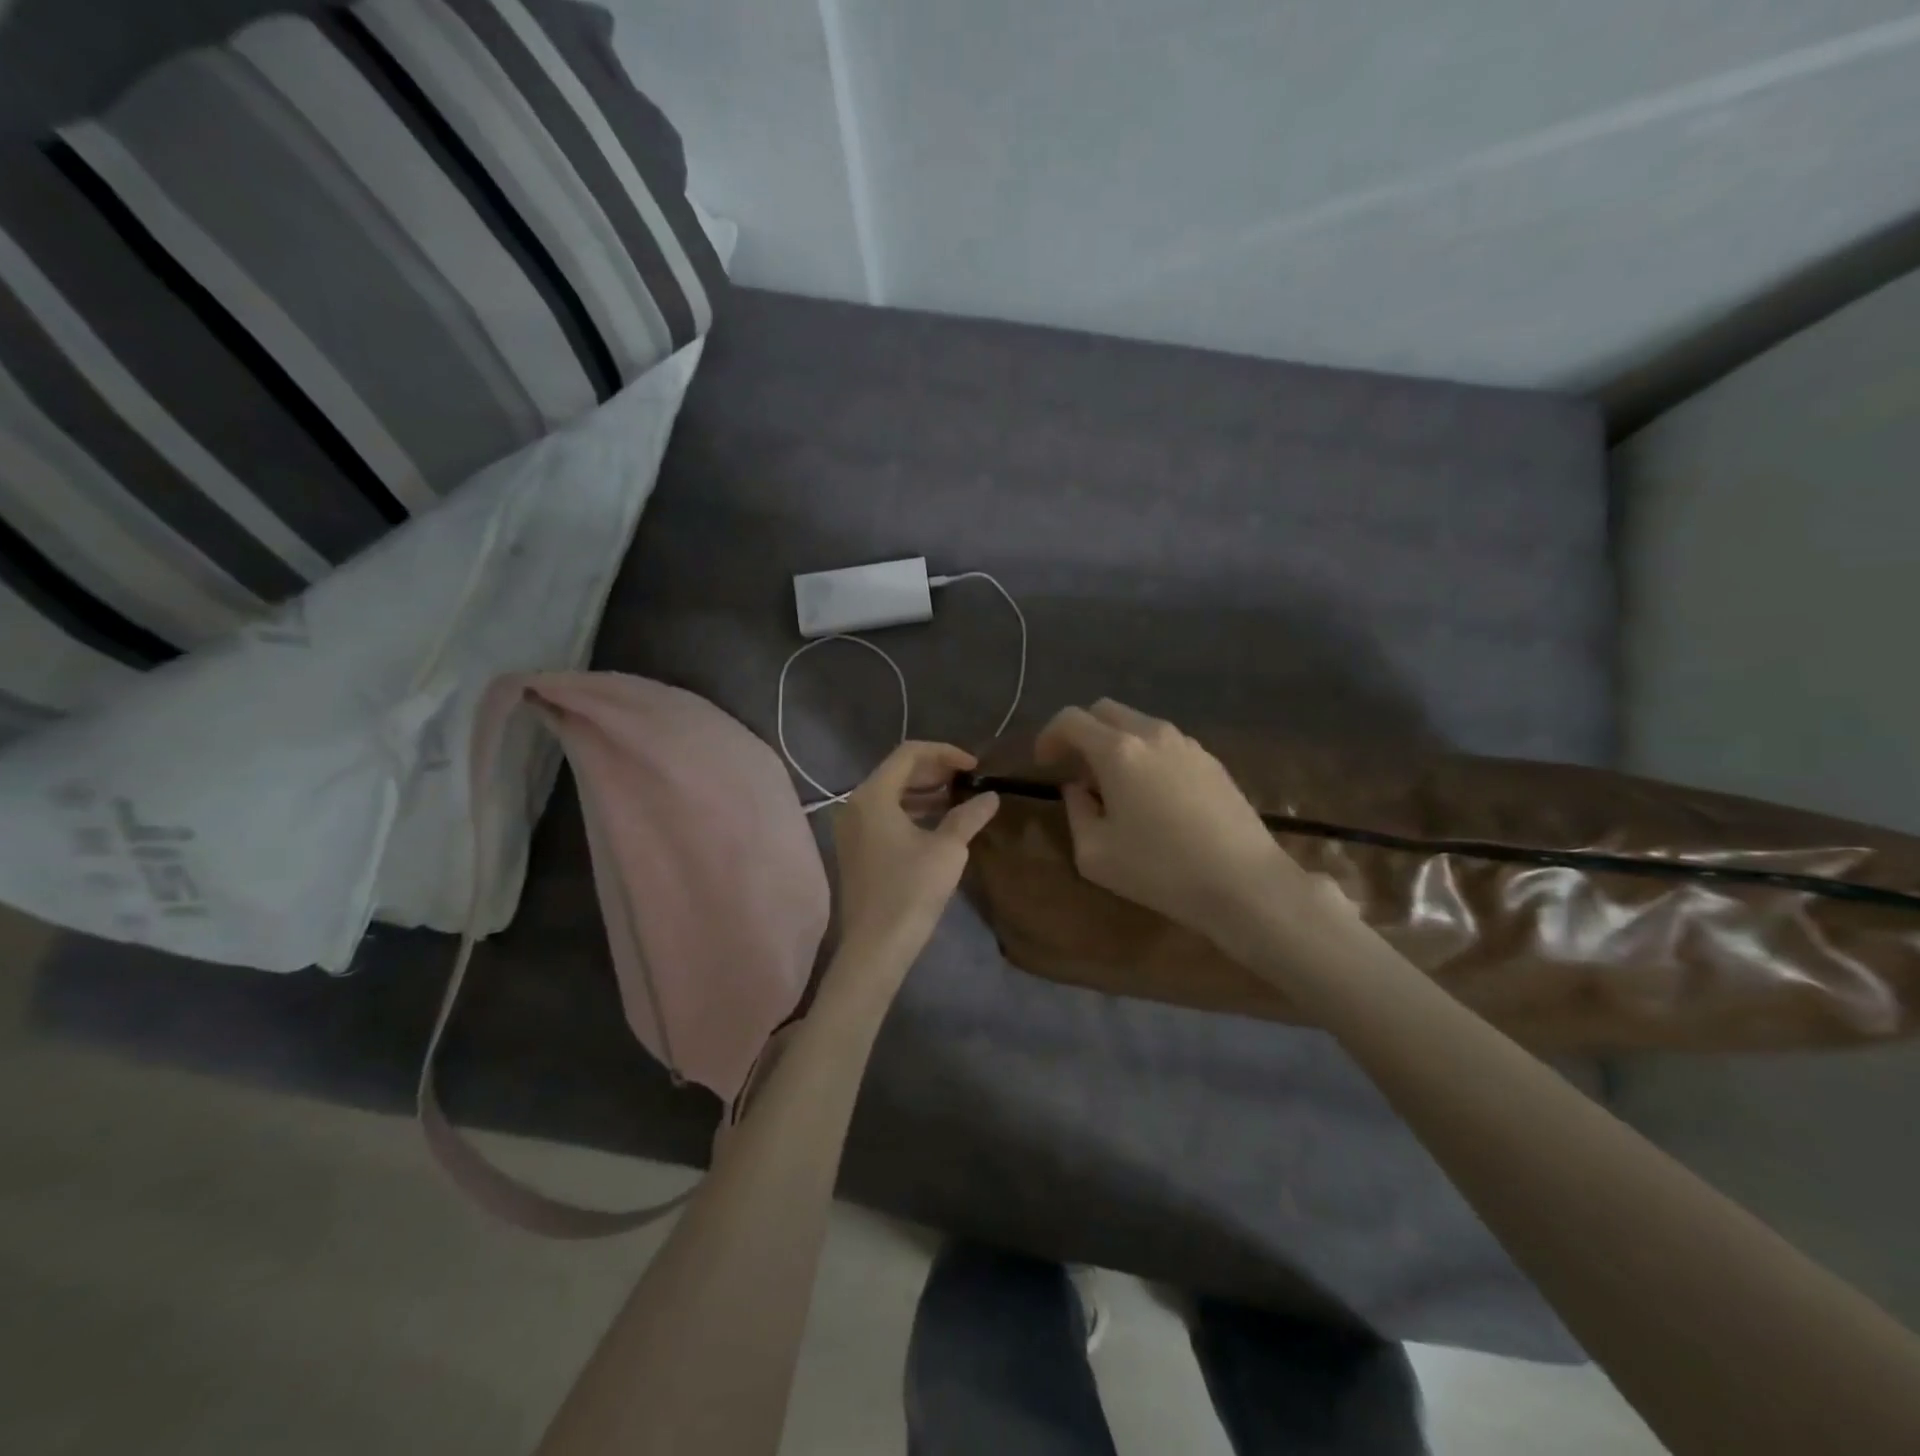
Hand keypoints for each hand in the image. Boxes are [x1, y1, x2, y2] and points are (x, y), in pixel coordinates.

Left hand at [825, 742, 1000, 995]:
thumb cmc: (911, 891)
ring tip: (959, 798)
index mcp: (873, 795)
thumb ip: (968, 816)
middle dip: (935, 770)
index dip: (945, 753)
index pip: (909, 753)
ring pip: (891, 793)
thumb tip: (991, 797)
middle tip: (969, 779)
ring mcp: (851, 827)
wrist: (875, 947)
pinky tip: (938, 822)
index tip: (975, 767)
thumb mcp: (948, 850)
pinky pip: (884, 814)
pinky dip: (911, 810)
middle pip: (898, 771)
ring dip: (925, 791)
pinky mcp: (855, 848)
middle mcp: (855, 804)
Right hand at [1035, 700, 1310, 945]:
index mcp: (1118, 751)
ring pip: (1138, 724)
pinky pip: (1166, 743)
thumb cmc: (1160, 871)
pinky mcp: (1212, 761)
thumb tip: (1078, 789)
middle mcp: (1152, 734)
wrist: (1244, 883)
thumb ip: (1076, 811)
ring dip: (1116, 743)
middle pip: (1105, 710)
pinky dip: (1146, 755)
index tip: (1043, 764)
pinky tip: (1152, 796)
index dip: (1049, 736)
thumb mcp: (1094, 853)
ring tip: (1115, 786)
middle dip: (1082, 732)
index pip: (1070, 720)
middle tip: (1076, 768)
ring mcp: (1187, 744)